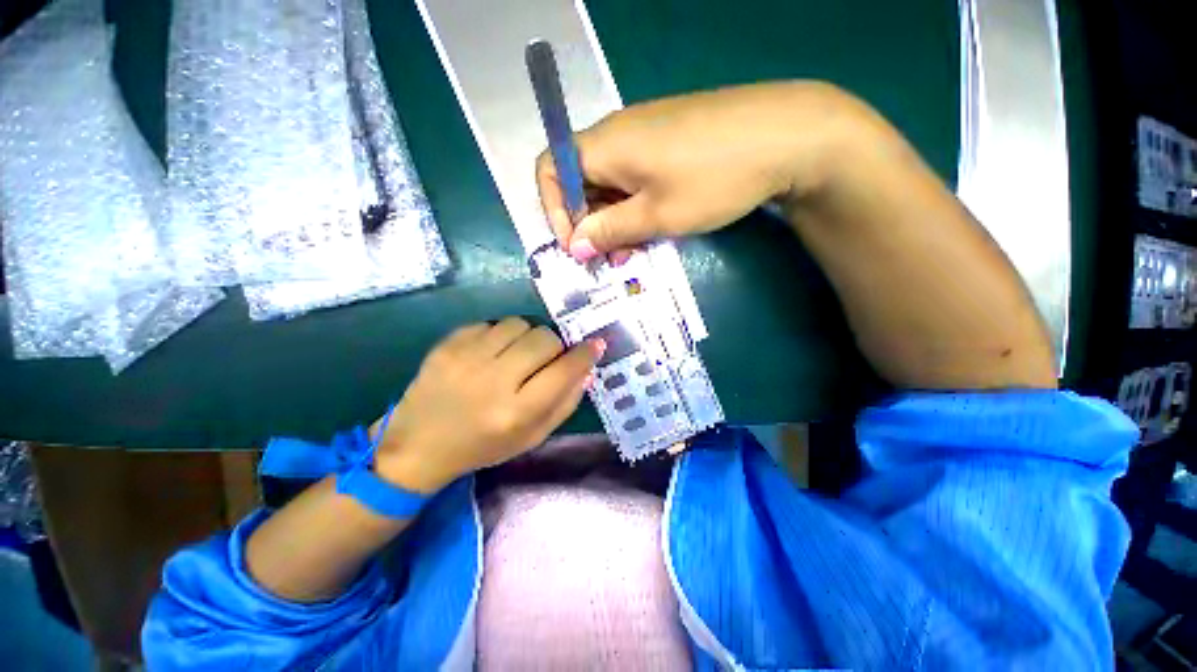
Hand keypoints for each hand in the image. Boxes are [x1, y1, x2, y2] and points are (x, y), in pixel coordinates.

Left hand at [372, 318, 604, 492]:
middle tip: (546, 359)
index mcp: (516, 412)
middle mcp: (493, 381)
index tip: (594, 345)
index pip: (564, 371)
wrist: (417, 444)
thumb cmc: (482, 446)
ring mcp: (466, 358)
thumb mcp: (531, 437)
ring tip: (516, 354)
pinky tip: (490, 353)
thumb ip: (564, 404)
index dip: (585, 354)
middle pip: (544, 339)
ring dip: (527, 337)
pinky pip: (491, 323)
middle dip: (555, 346)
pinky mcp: (447, 344)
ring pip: (519, 324)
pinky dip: (500, 335)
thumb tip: (586, 369)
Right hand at [536, 81, 858, 261]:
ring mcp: (644, 137)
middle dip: (588, 224)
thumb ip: (609, 230)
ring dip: (613, 221)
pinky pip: (635, 180)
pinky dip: (634, 208)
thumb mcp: (655, 215)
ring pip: (610, 185)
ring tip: (631, 251)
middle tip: (608, 258)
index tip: (576, 245)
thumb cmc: (711, 178)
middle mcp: (617, 134)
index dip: (555, 210)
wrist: (785, 135)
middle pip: (580, 181)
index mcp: (604, 144)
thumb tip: (575, 246)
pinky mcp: (667, 144)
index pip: (550, 169)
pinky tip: (652, 228)